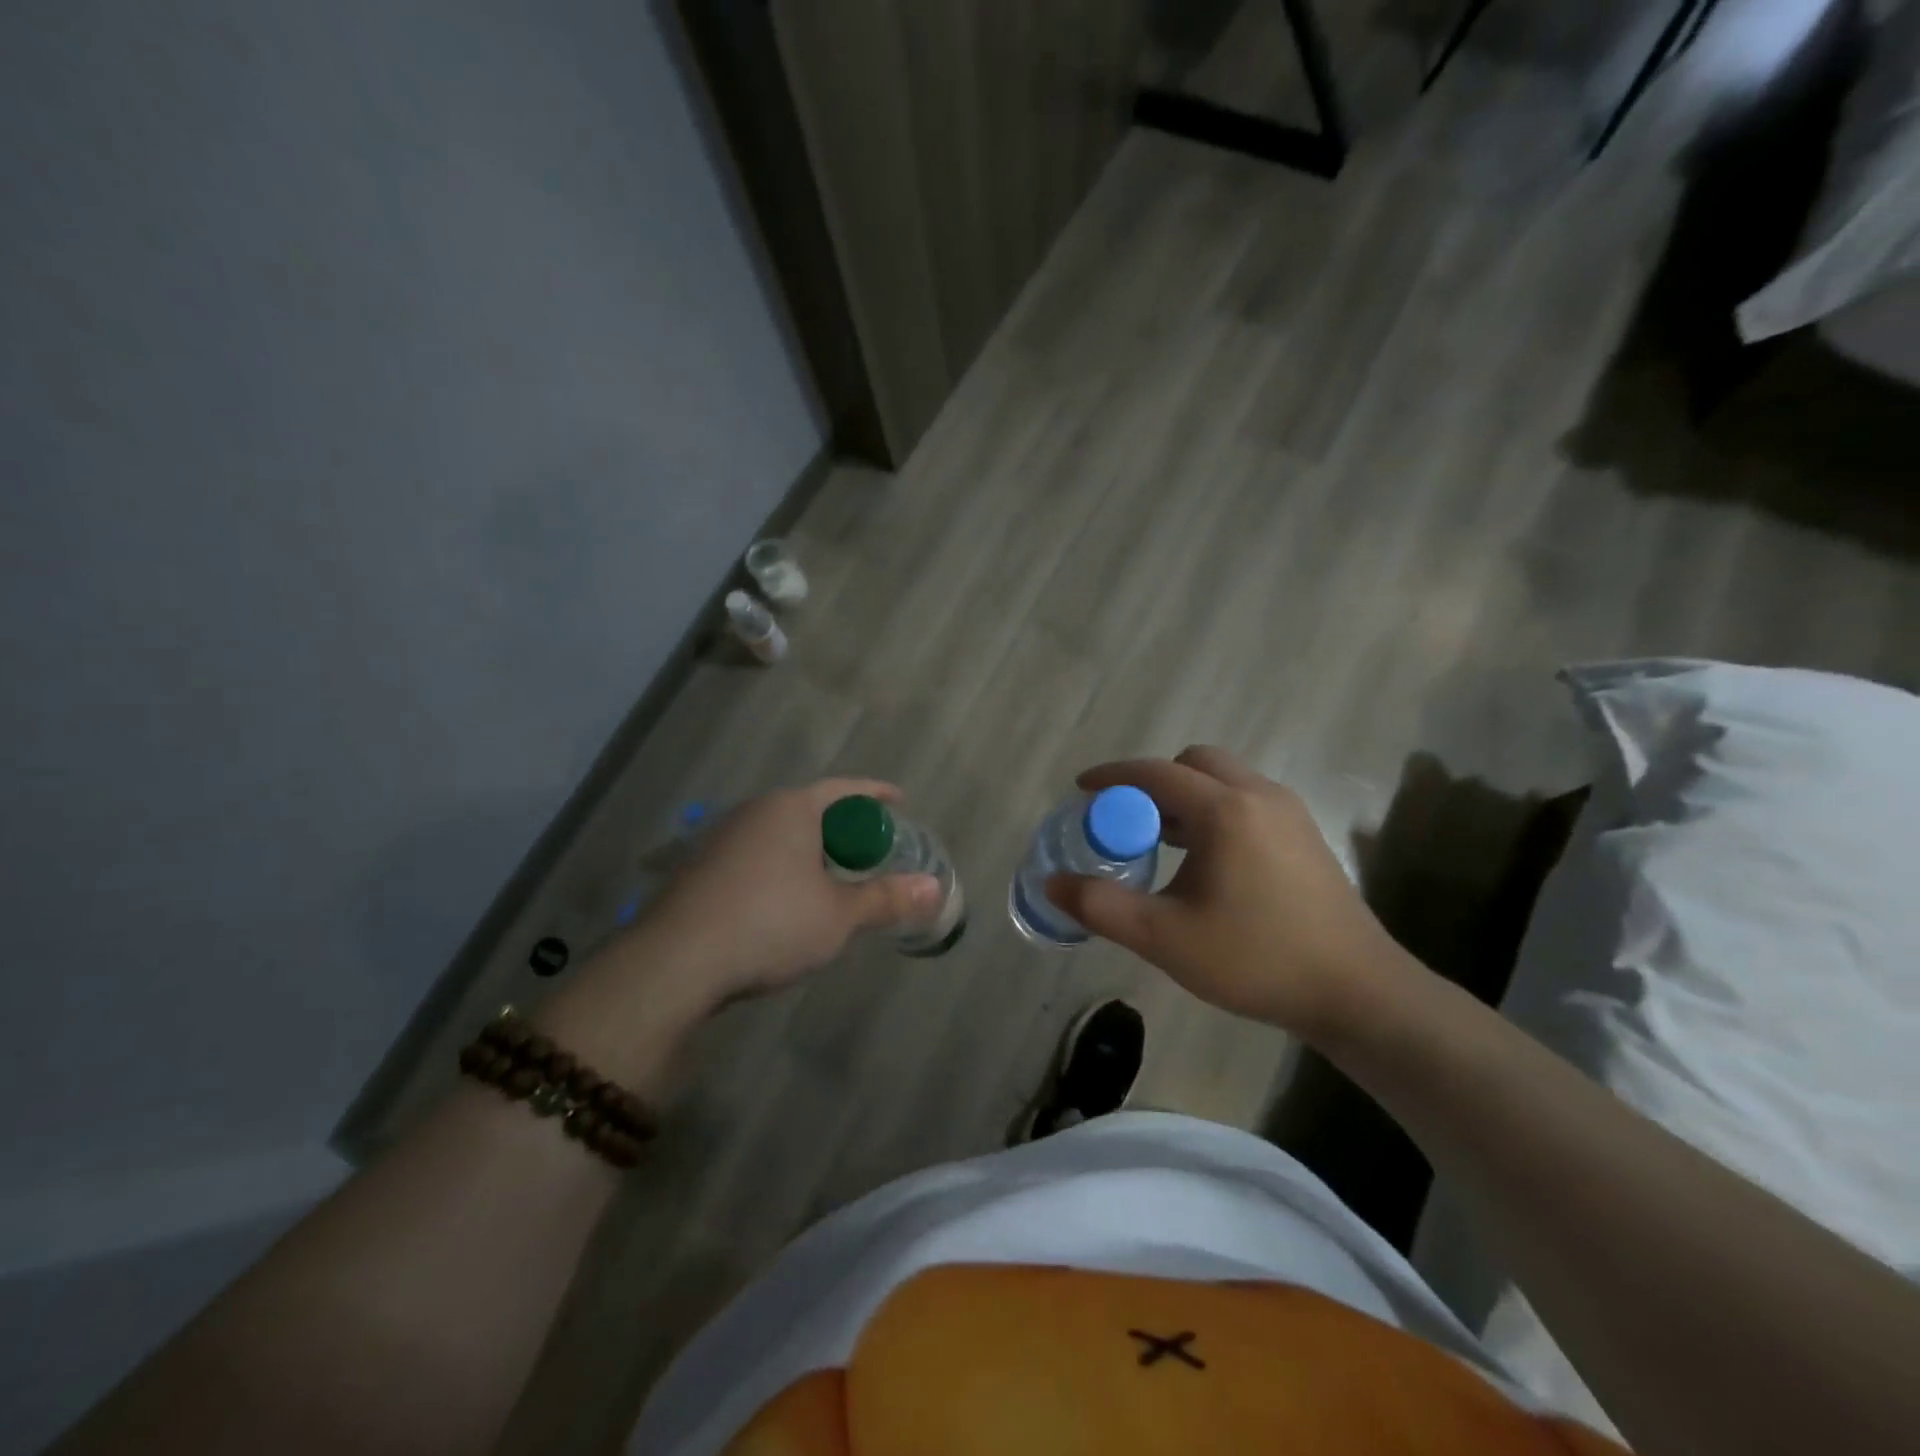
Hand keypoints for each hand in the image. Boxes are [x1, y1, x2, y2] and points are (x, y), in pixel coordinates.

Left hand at [635, 778, 940, 1003]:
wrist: (676, 961)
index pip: (845, 789)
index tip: (900, 800)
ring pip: (782, 834)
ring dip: (811, 851)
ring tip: (833, 878)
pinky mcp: (701, 869)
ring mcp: (722, 839)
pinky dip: (783, 868)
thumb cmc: (770, 923)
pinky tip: (786, 901)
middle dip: (844, 828)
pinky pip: (757, 855)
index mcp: (791, 808)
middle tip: (871, 851)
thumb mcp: (839, 915)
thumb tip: (935, 888)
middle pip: (812, 809)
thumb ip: (886, 898)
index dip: (877, 794)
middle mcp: (755, 812)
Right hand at [1045, 746, 1423, 1040]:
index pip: (1155, 772)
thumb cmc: (1256, 959)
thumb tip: (1052, 884)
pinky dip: (1213, 810)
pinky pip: (1246, 800)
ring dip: (1185, 796)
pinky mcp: (1304, 834)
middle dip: (1152, 781)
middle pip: (1194, 762)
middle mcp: (1259, 795)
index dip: (1112, 776)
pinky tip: (1205, 860)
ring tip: (1159, 840)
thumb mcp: (1165, 938)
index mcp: (1225, 810)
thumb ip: (1101, 907)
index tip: (1081, 790)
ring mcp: (1288, 812)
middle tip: (1126, 820)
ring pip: (1224, 779)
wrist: (1357, 992)